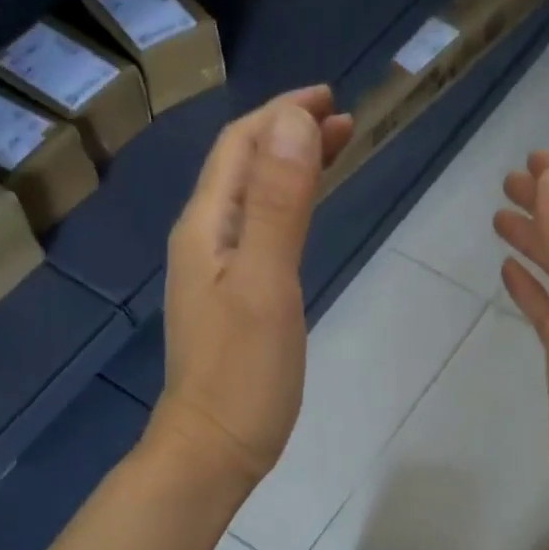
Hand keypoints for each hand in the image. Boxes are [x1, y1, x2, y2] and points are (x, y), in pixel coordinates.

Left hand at [149, 86, 352, 494]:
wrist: (212, 449)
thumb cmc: (243, 375)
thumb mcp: (267, 285)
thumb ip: (281, 206)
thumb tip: (294, 122)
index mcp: (206, 228)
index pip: (240, 146)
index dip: (282, 115)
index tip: (332, 99)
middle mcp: (203, 241)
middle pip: (244, 168)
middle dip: (289, 136)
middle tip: (345, 124)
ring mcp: (214, 274)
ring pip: (252, 202)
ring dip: (289, 170)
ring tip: (334, 156)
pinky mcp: (230, 303)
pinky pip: (257, 236)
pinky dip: (286, 211)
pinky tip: (304, 220)